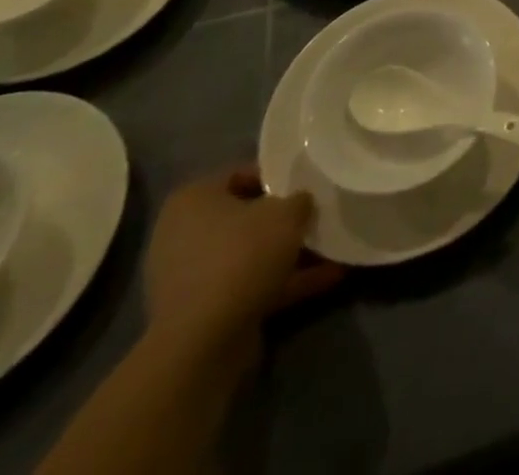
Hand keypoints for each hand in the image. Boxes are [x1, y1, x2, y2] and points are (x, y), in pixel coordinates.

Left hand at [143, 166, 342, 352]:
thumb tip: (302, 202)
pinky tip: (329, 278)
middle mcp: (184, 235)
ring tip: (334, 248)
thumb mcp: (287, 213)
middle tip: (319, 215)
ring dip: (289, 254)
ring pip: (250, 255)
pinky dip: (285, 283)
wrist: (203, 344)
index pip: (241, 175)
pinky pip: (250, 286)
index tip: (307, 183)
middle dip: (284, 220)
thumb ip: (299, 200)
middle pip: (245, 218)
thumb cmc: (242, 256)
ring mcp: (191, 278)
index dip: (278, 176)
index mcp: (193, 200)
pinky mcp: (203, 313)